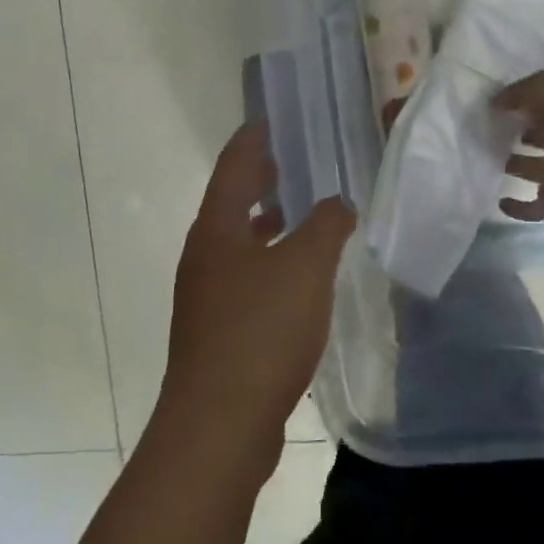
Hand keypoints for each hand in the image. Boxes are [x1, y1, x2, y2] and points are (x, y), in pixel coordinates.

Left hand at [153, 122, 355, 477]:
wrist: (219, 425)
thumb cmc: (260, 331)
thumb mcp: (305, 268)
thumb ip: (326, 226)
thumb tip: (338, 202)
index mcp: (217, 227)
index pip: (234, 164)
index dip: (254, 137)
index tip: (274, 117)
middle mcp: (205, 253)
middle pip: (232, 200)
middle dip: (262, 177)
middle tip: (295, 158)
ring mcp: (207, 293)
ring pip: (239, 240)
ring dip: (267, 221)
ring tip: (302, 211)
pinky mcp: (217, 328)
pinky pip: (245, 275)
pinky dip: (270, 260)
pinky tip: (298, 277)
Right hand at [494, 69, 543, 220]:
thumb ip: (521, 90)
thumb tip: (498, 102)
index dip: (528, 103)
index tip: (501, 107)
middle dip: (524, 136)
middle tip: (494, 134)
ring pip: (538, 170)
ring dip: (518, 168)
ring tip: (492, 163)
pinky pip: (535, 205)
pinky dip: (519, 207)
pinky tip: (501, 203)